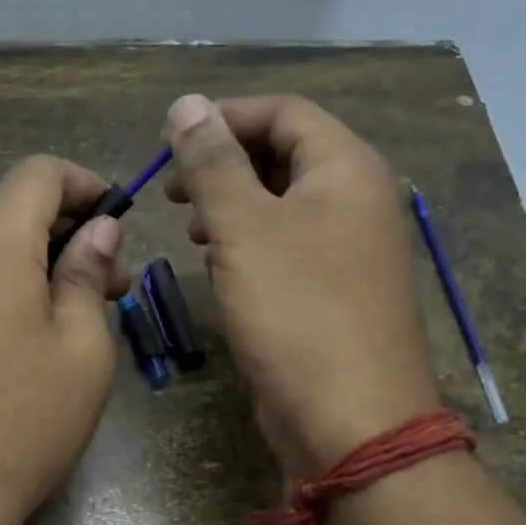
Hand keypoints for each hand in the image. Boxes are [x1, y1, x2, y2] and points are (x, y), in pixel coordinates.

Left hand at [0, 155, 129, 524]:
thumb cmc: (24, 421)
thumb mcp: (81, 347)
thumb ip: (88, 273)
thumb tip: (99, 229)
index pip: (38, 172)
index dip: (86, 184)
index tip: (118, 221)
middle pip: (10, 208)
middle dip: (66, 230)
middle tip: (110, 285)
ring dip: (34, 260)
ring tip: (73, 314)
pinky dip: (1, 284)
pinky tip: (26, 334)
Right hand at [163, 93, 438, 475]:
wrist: (349, 420)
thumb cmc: (297, 313)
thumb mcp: (244, 229)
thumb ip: (213, 164)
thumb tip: (186, 104)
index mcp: (347, 170)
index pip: (284, 113)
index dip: (224, 118)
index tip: (169, 144)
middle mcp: (355, 201)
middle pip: (285, 156)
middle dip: (224, 165)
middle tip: (174, 192)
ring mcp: (348, 250)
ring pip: (283, 205)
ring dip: (233, 206)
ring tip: (192, 228)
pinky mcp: (332, 292)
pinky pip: (286, 247)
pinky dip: (249, 245)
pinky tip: (220, 266)